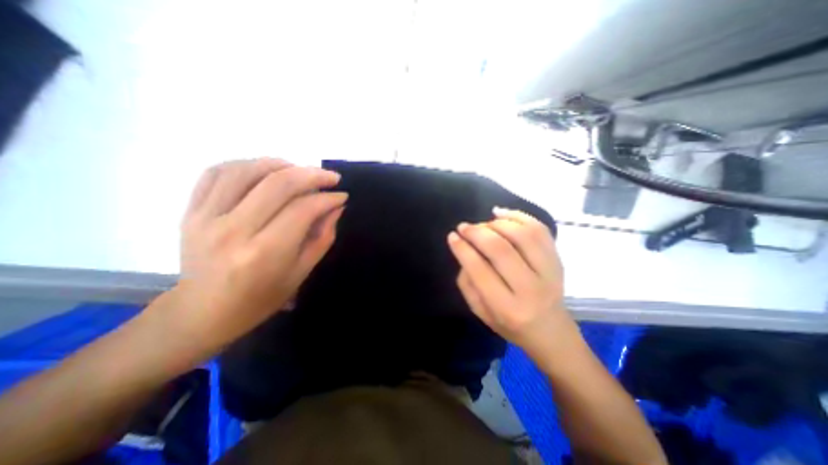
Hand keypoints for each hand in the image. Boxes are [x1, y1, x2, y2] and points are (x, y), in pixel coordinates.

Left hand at [165, 158, 346, 352]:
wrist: (203, 312)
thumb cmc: (261, 298)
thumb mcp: (302, 272)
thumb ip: (322, 237)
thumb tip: (336, 207)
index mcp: (265, 253)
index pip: (303, 209)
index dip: (328, 199)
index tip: (342, 196)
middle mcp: (233, 230)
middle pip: (278, 184)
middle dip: (312, 174)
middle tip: (330, 177)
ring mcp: (205, 218)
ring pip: (247, 170)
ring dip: (281, 164)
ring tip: (300, 170)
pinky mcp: (190, 211)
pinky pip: (216, 172)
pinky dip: (245, 164)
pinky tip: (265, 171)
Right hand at [447, 207, 577, 359]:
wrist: (551, 331)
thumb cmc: (510, 325)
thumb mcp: (480, 312)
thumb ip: (467, 284)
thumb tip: (464, 252)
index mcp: (507, 308)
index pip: (480, 270)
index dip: (463, 249)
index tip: (452, 236)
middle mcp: (531, 289)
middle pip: (501, 249)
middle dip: (477, 233)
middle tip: (464, 227)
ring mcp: (550, 272)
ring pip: (523, 235)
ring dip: (497, 223)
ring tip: (483, 224)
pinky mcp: (558, 259)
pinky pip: (540, 230)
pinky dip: (518, 216)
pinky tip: (500, 213)